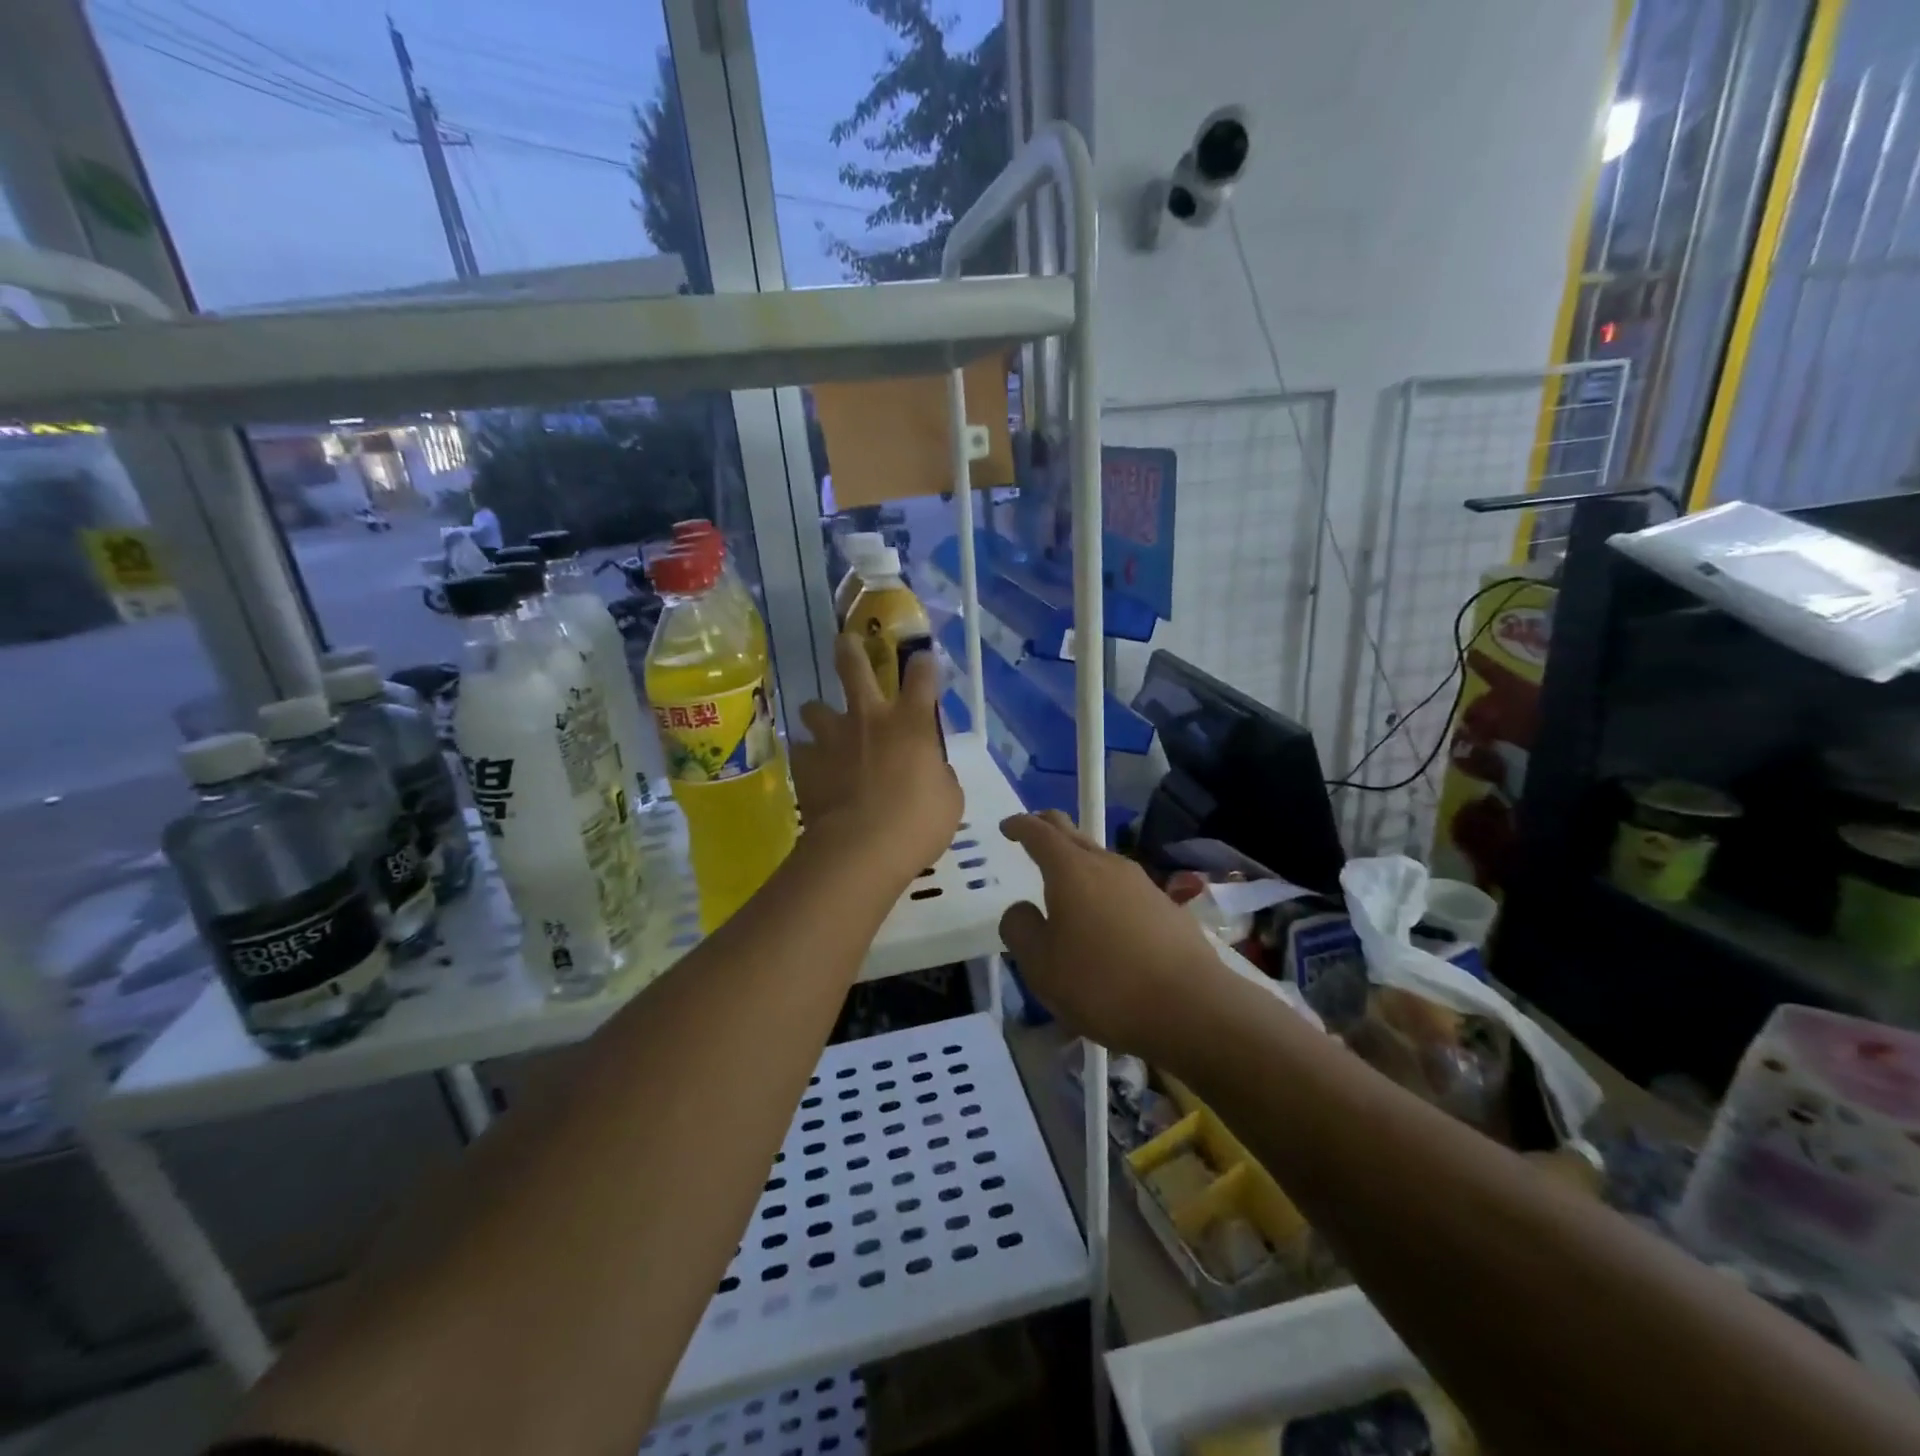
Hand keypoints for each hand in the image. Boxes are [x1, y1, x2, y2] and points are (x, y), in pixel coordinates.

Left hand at [791, 635, 961, 886]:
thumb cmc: (917, 824)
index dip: (923, 662)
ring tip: (822, 726)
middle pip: (854, 666)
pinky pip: (803, 751)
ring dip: (819, 714)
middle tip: (846, 641)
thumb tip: (931, 770)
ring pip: (814, 707)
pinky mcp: (806, 763)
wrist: (861, 849)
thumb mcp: (948, 799)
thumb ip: (939, 775)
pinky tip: (814, 772)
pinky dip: (809, 758)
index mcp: (912, 722)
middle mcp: (870, 718)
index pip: (922, 675)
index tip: (922, 658)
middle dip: (850, 649)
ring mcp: (832, 737)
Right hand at [998, 811, 1225, 1060]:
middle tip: (1030, 833)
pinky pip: (1122, 887)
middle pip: (1072, 833)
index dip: (1019, 826)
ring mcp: (1141, 883)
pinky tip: (1102, 922)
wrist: (1191, 1007)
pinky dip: (1102, 891)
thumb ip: (1020, 929)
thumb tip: (1022, 909)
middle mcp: (1107, 865)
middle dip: (1047, 828)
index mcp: (1071, 870)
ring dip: (1077, 863)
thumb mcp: (1041, 966)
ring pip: (1100, 859)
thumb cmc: (1103, 984)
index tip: (1007, 827)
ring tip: (1064, 886)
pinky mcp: (1165, 907)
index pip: (1039, 833)